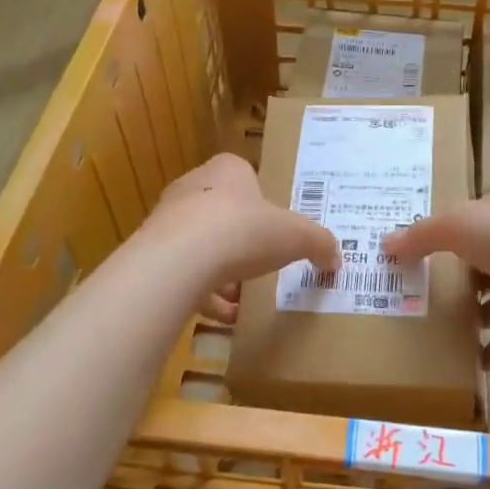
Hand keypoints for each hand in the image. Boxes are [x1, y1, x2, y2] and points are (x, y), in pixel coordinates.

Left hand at [143, 153, 340, 321]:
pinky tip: (224, 317)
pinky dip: (203, 294)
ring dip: (222, 271)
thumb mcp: (297, 236)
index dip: (262, 202)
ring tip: (243, 298)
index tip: (275, 227)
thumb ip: (319, 243)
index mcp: (227, 171)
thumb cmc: (244, 230)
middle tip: (262, 263)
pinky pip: (183, 275)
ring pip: (201, 245)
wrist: (181, 259)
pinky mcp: (153, 255)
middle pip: (222, 213)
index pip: (245, 177)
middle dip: (242, 241)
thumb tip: (335, 258)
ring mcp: (168, 221)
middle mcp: (193, 187)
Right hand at [383, 193, 489, 366]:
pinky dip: (489, 352)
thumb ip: (421, 236)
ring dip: (469, 316)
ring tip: (430, 332)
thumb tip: (385, 244)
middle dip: (449, 280)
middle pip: (475, 264)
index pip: (462, 223)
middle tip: (409, 299)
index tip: (406, 257)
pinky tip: (463, 364)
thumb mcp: (458, 227)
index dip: (435, 236)